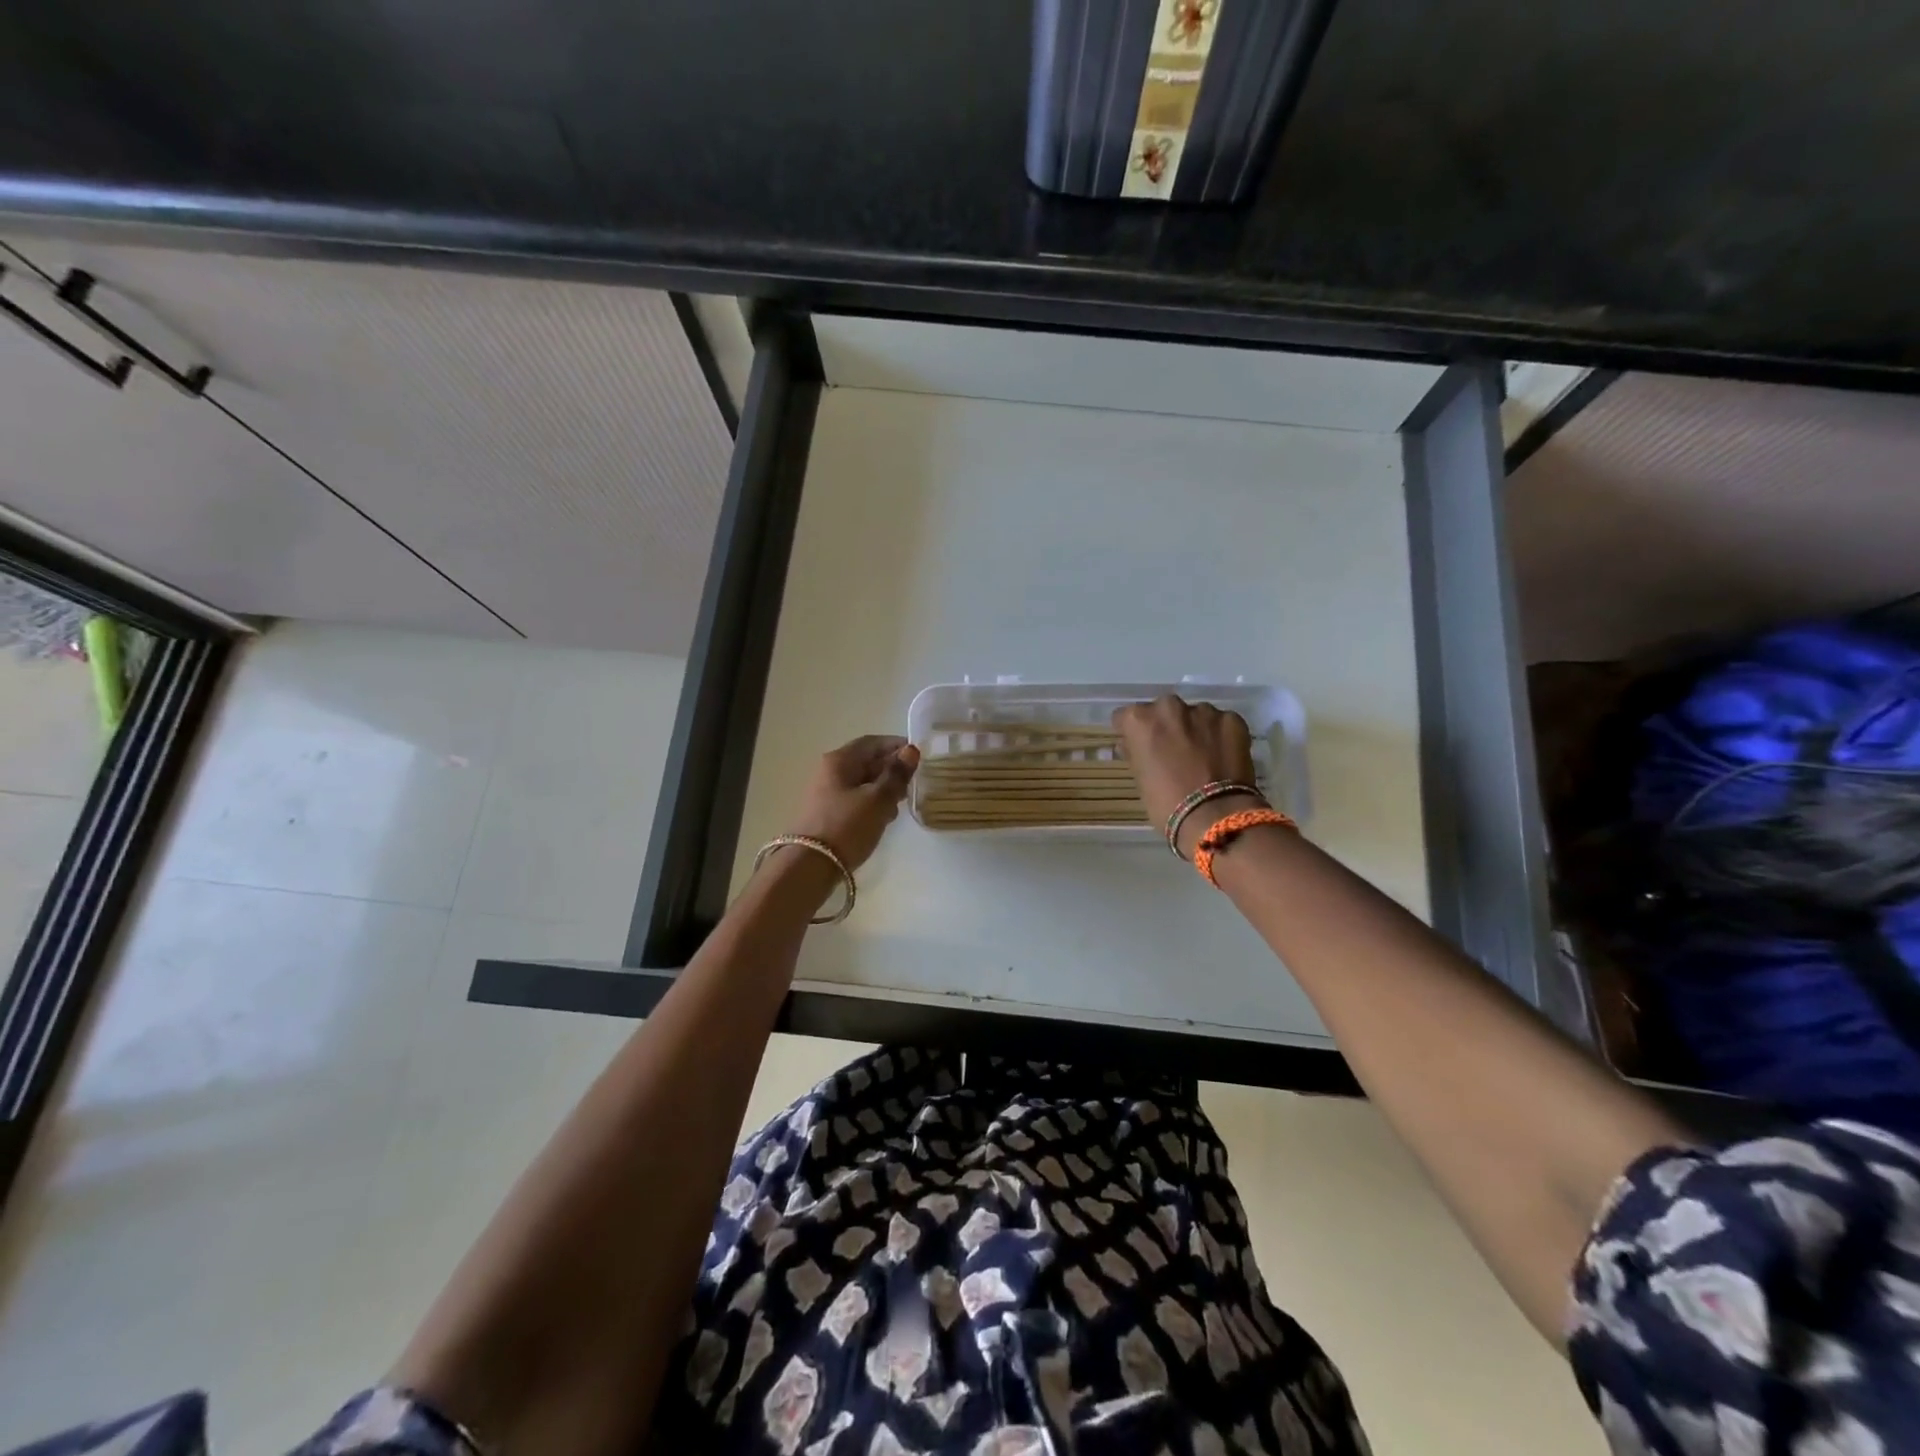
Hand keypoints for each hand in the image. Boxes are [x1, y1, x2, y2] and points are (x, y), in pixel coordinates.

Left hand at [786, 735, 920, 869]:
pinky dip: (872, 804)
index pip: (872, 742)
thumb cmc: (847, 827)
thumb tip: (911, 750)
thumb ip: (896, 774)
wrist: (809, 867)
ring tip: (900, 805)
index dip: (897, 746)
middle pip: (866, 761)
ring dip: (883, 789)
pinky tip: (883, 819)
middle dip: (891, 770)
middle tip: (912, 784)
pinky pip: (855, 800)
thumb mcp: (878, 799)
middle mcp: (830, 771)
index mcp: (840, 760)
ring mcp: (826, 793)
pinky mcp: (828, 813)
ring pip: (862, 782)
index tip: (919, 757)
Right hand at [1111, 695, 1260, 855]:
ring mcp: (1204, 711)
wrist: (1214, 816)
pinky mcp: (1232, 720)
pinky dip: (1220, 735)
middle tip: (1173, 751)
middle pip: (1162, 711)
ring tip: (1202, 756)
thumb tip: (1132, 745)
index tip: (1139, 747)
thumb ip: (1135, 753)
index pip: (1126, 717)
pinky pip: (1221, 723)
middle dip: (1166, 726)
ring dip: (1195, 729)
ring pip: (1195, 715)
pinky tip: (1223, 757)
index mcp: (1140, 720)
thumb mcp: (1139, 778)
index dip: (1132, 733)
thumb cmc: (1165, 802)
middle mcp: (1169, 707)